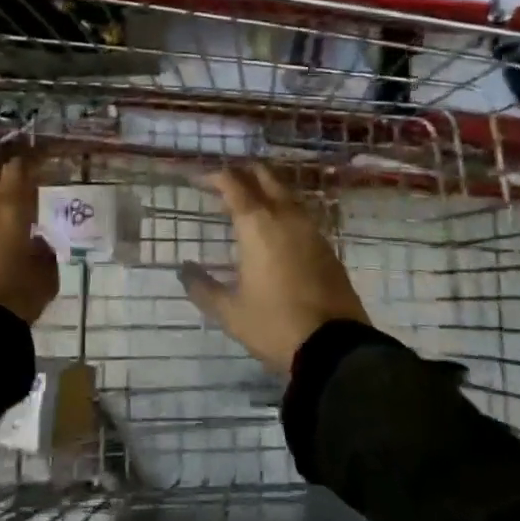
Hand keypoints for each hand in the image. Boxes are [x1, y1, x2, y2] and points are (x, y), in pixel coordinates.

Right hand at [180, 163, 369, 374]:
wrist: (335, 348)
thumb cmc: (274, 324)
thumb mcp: (230, 312)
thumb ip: (202, 287)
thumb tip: (184, 269)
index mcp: (257, 224)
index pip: (232, 184)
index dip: (213, 176)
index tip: (198, 180)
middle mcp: (285, 216)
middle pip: (264, 176)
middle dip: (242, 172)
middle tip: (223, 182)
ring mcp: (310, 229)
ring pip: (285, 193)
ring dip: (264, 189)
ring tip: (246, 202)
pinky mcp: (326, 246)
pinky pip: (299, 213)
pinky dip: (282, 209)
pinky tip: (274, 228)